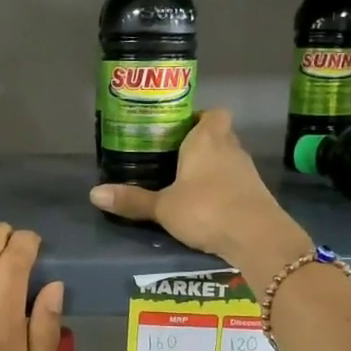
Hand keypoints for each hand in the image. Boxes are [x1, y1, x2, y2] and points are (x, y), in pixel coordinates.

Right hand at [89, 110, 311, 281]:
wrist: (257, 238)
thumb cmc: (206, 209)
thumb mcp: (163, 208)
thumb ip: (132, 200)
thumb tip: (93, 194)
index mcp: (207, 139)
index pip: (212, 113)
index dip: (199, 118)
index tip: (179, 130)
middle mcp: (230, 148)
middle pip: (219, 134)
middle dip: (201, 143)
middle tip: (175, 158)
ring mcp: (247, 171)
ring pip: (228, 159)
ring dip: (213, 167)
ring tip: (187, 183)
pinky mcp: (256, 193)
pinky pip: (236, 182)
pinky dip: (223, 188)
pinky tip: (207, 205)